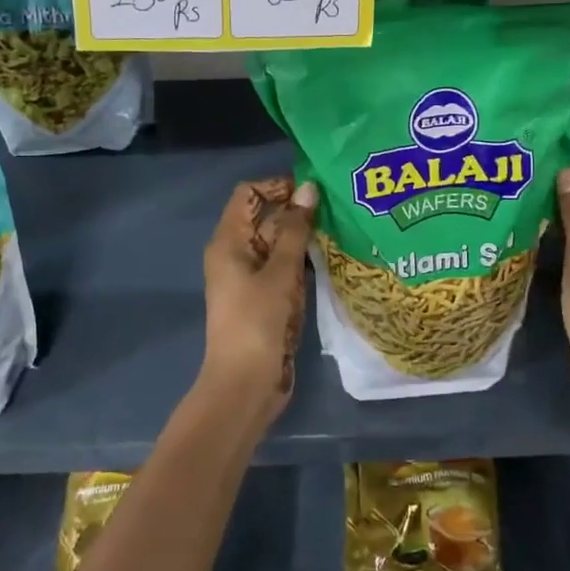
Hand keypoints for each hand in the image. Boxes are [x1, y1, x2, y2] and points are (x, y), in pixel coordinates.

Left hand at [200, 176, 317, 428]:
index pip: (248, 194)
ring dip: (304, 237)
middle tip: (337, 207)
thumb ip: (295, 229)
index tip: (312, 190)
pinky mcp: (265, 299)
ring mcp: (250, 278)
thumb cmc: (258, 322)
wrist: (245, 385)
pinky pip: (283, 269)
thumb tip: (308, 188)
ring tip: (341, 229)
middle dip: (297, 211)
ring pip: (277, 244)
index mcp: (228, 241)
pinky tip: (331, 259)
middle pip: (264, 218)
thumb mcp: (280, 272)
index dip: (277, 186)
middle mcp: (236, 254)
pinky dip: (302, 262)